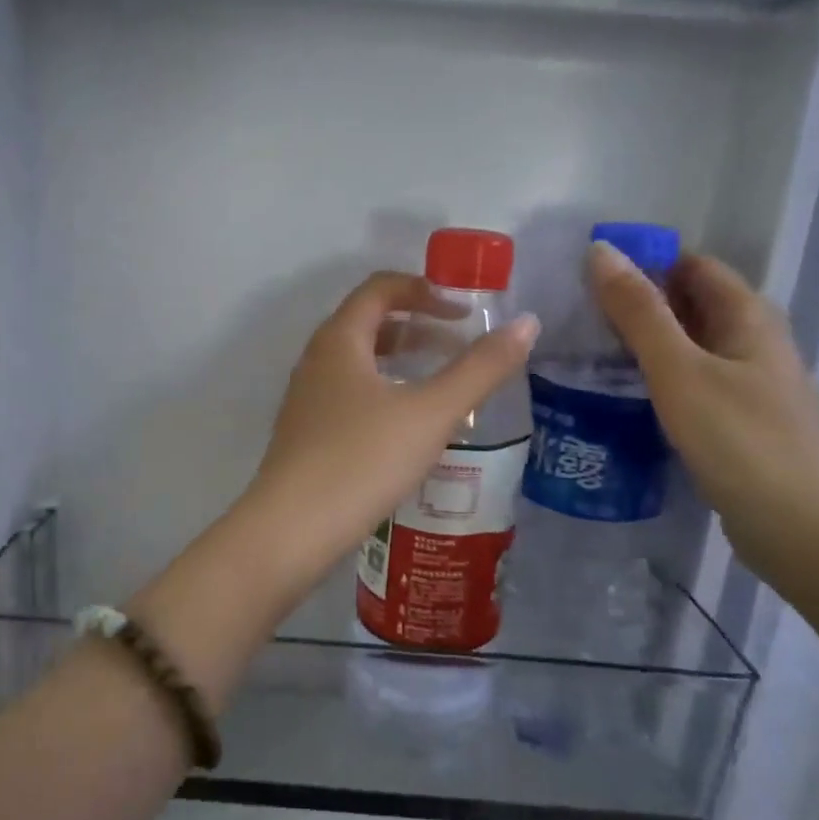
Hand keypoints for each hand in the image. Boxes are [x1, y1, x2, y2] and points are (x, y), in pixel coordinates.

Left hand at [241, 272, 538, 594]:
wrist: (291, 530)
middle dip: (416, 326)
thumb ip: (480, 368)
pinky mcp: (306, 435)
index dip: (424, 289)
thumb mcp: (431, 413)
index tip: (464, 311)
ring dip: (400, 361)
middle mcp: (316, 361)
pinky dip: (383, 393)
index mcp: (339, 340)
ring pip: (358, 363)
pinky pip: (349, 395)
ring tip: (440, 384)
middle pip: (367, 323)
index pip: (379, 289)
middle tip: (459, 345)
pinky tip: (407, 428)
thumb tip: (526, 324)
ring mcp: (306, 400)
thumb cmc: (362, 460)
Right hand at [588, 243, 818, 585]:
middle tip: (575, 317)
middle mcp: (753, 343)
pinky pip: (690, 385)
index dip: (644, 262)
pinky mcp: (737, 424)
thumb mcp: (679, 370)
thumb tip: (600, 251)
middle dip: (637, 304)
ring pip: (687, 348)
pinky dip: (656, 381)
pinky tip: (620, 398)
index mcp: (748, 317)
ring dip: (642, 345)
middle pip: (690, 306)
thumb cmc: (740, 441)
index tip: (588, 276)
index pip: (692, 265)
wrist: (802, 531)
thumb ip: (639, 313)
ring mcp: (748, 386)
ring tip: (584, 354)